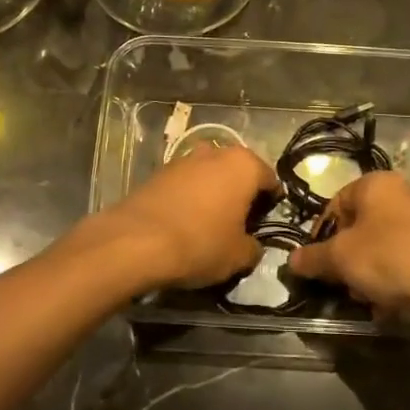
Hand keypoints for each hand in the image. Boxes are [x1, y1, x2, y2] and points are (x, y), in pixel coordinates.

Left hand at [74, 144, 278, 292]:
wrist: (137, 241)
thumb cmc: (201, 243)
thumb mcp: (238, 256)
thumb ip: (254, 248)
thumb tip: (252, 246)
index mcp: (243, 164)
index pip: (269, 178)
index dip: (272, 200)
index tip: (267, 220)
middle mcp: (215, 152)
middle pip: (237, 170)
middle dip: (241, 191)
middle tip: (241, 221)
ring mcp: (184, 159)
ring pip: (209, 173)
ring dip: (213, 191)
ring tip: (211, 221)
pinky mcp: (158, 171)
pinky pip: (185, 182)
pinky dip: (190, 196)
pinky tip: (185, 220)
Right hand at [286, 172, 409, 317]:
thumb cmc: (388, 258)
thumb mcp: (340, 258)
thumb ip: (312, 258)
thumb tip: (291, 261)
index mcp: (374, 183)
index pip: (334, 205)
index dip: (320, 235)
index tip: (316, 263)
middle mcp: (398, 194)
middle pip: (356, 227)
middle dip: (344, 259)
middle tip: (340, 284)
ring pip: (376, 247)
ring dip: (364, 273)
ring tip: (364, 298)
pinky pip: (399, 260)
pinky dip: (388, 279)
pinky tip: (385, 304)